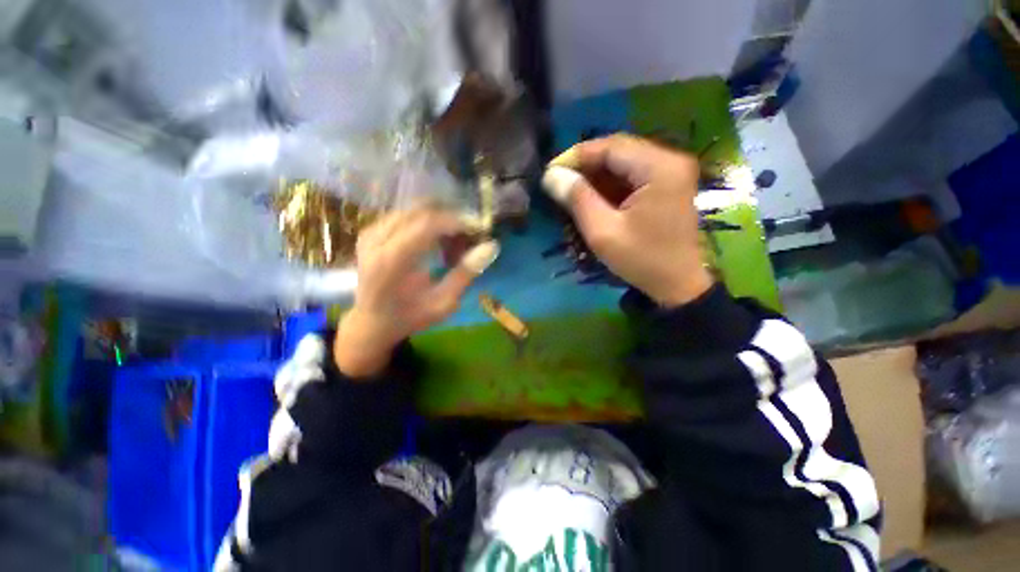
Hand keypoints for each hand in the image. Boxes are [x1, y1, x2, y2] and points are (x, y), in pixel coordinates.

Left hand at [335, 209, 498, 377]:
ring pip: (415, 209)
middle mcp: (376, 239)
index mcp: (392, 260)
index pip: (428, 224)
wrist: (372, 322)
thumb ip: (466, 273)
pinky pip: (406, 215)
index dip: (457, 221)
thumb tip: (490, 246)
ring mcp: (371, 232)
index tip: (479, 230)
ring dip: (440, 220)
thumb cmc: (410, 317)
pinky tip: (437, 242)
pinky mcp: (371, 230)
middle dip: (451, 218)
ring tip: (454, 243)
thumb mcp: (443, 303)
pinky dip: (427, 223)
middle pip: (422, 210)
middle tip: (469, 237)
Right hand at [542, 134, 712, 307]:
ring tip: (571, 190)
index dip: (576, 156)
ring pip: (624, 161)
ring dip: (595, 174)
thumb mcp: (603, 232)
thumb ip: (577, 199)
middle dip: (585, 165)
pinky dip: (609, 183)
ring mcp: (671, 171)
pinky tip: (592, 196)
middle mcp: (670, 160)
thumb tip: (551, 175)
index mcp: (660, 168)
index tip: (550, 172)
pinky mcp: (668, 184)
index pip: (611, 146)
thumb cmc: (641, 260)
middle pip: (618, 150)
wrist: (677, 284)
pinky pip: (632, 173)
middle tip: (558, 182)